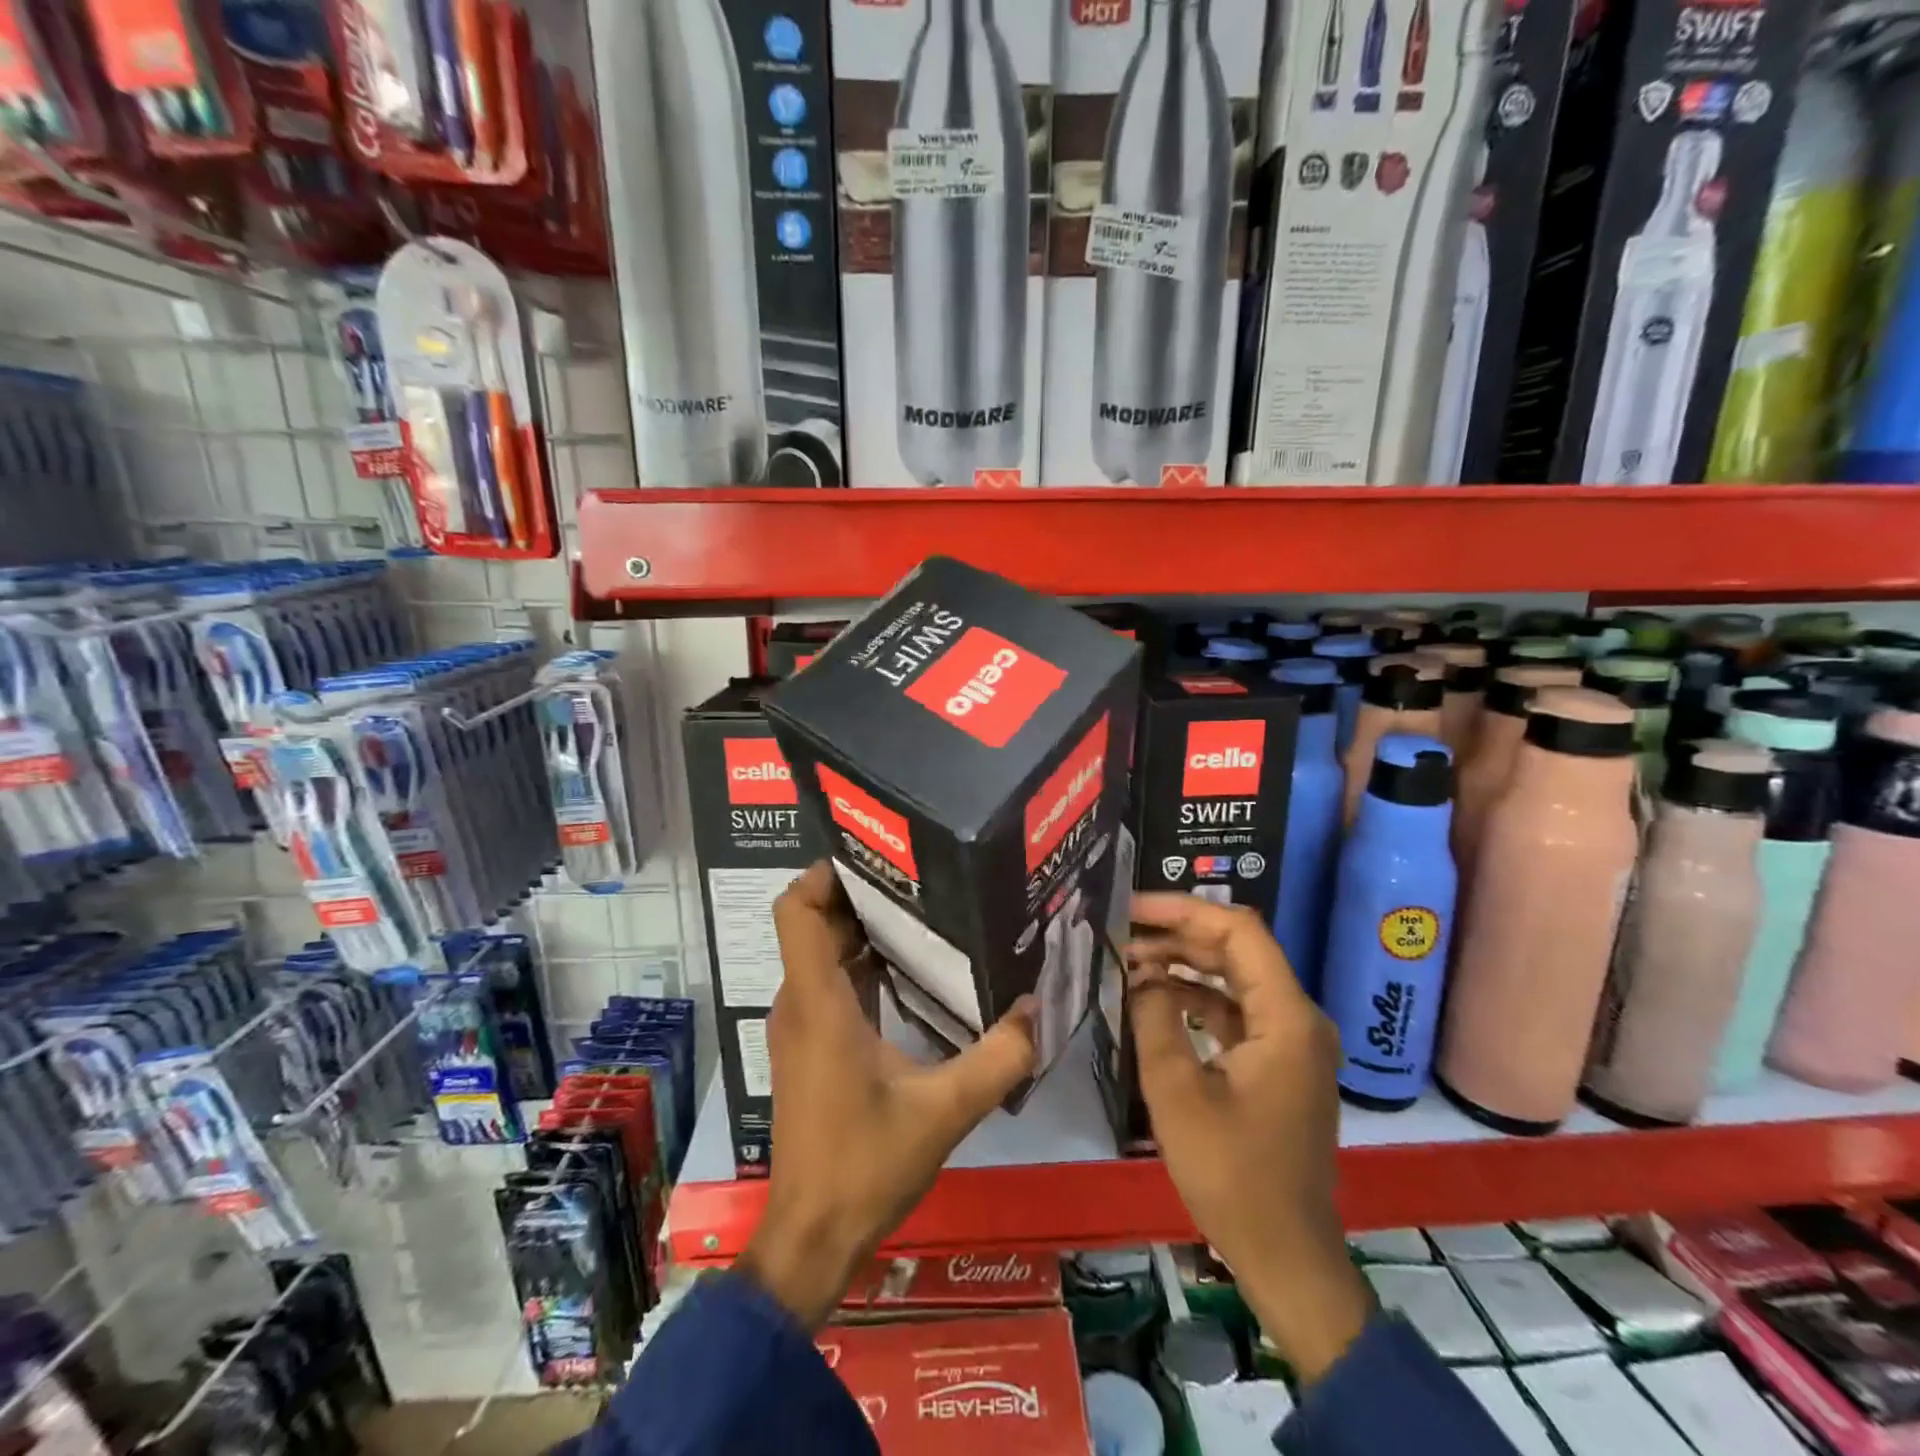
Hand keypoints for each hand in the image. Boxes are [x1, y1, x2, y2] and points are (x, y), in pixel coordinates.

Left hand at [736, 862, 1038, 1329]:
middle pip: (814, 923)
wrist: (812, 1237)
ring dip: (863, 928)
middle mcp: (800, 1002)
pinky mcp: (810, 1046)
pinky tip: (911, 969)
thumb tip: (1040, 1007)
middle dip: (860, 893)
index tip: (875, 856)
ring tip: (924, 909)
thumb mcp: (944, 1110)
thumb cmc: (865, 1166)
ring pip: (822, 954)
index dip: (822, 873)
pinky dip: (861, 964)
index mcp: (819, 1002)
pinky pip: (830, 984)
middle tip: (920, 875)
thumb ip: (998, 1058)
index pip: (795, 911)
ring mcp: (801, 1026)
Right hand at [1126, 893, 1370, 1383]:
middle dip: (1178, 932)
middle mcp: (1298, 1018)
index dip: (1183, 910)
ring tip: (1129, 959)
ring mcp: (1292, 1041)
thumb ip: (1154, 1017)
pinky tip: (1156, 998)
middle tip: (1122, 929)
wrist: (1285, 1255)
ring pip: (1235, 977)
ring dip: (1185, 963)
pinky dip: (1197, 997)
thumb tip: (1140, 973)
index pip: (1238, 931)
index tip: (1131, 908)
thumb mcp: (1176, 1091)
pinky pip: (1237, 1010)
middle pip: (1238, 948)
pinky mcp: (1278, 1062)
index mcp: (1285, 1017)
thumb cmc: (1231, 1174)